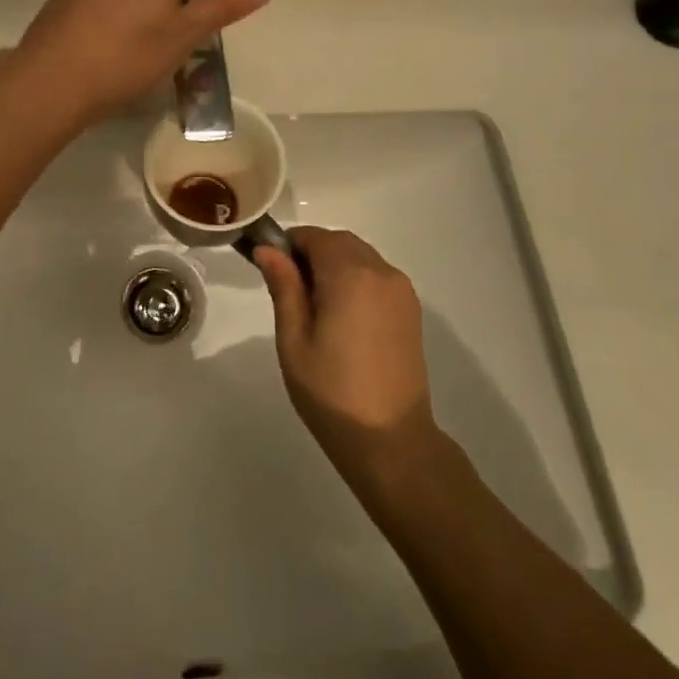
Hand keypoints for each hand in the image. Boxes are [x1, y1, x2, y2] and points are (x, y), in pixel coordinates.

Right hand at [254, 228, 439, 487]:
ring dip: (335, 264)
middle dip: (312, 252)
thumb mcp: (294, 341)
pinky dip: (356, 278)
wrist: (392, 441)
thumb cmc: (332, 393)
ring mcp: (401, 290)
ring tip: (315, 306)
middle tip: (290, 289)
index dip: (290, 245)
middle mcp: (381, 272)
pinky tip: (343, 316)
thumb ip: (283, 288)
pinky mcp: (411, 309)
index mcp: (350, 275)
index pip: (315, 237)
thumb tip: (268, 249)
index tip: (272, 268)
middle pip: (340, 242)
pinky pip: (377, 275)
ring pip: (360, 256)